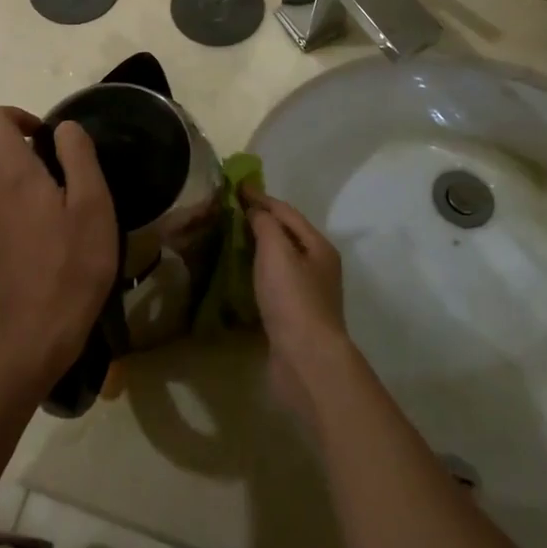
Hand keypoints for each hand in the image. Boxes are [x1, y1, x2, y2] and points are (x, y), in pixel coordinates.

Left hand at [0, 108, 116, 387]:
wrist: (36, 333)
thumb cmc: (74, 264)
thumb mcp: (95, 205)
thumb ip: (79, 157)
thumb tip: (64, 126)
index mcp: (15, 174)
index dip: (16, 117)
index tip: (41, 137)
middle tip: (22, 160)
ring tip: (16, 191)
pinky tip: (10, 228)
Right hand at [246, 188, 353, 425]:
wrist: (306, 361)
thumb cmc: (293, 299)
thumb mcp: (277, 252)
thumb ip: (265, 224)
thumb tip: (255, 209)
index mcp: (318, 247)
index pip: (286, 212)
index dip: (261, 198)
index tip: (234, 187)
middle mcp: (317, 267)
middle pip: (286, 236)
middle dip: (259, 221)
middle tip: (228, 212)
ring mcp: (306, 294)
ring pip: (279, 261)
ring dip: (257, 248)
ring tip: (229, 240)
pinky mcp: (292, 318)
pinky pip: (272, 285)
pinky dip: (256, 274)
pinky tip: (238, 277)